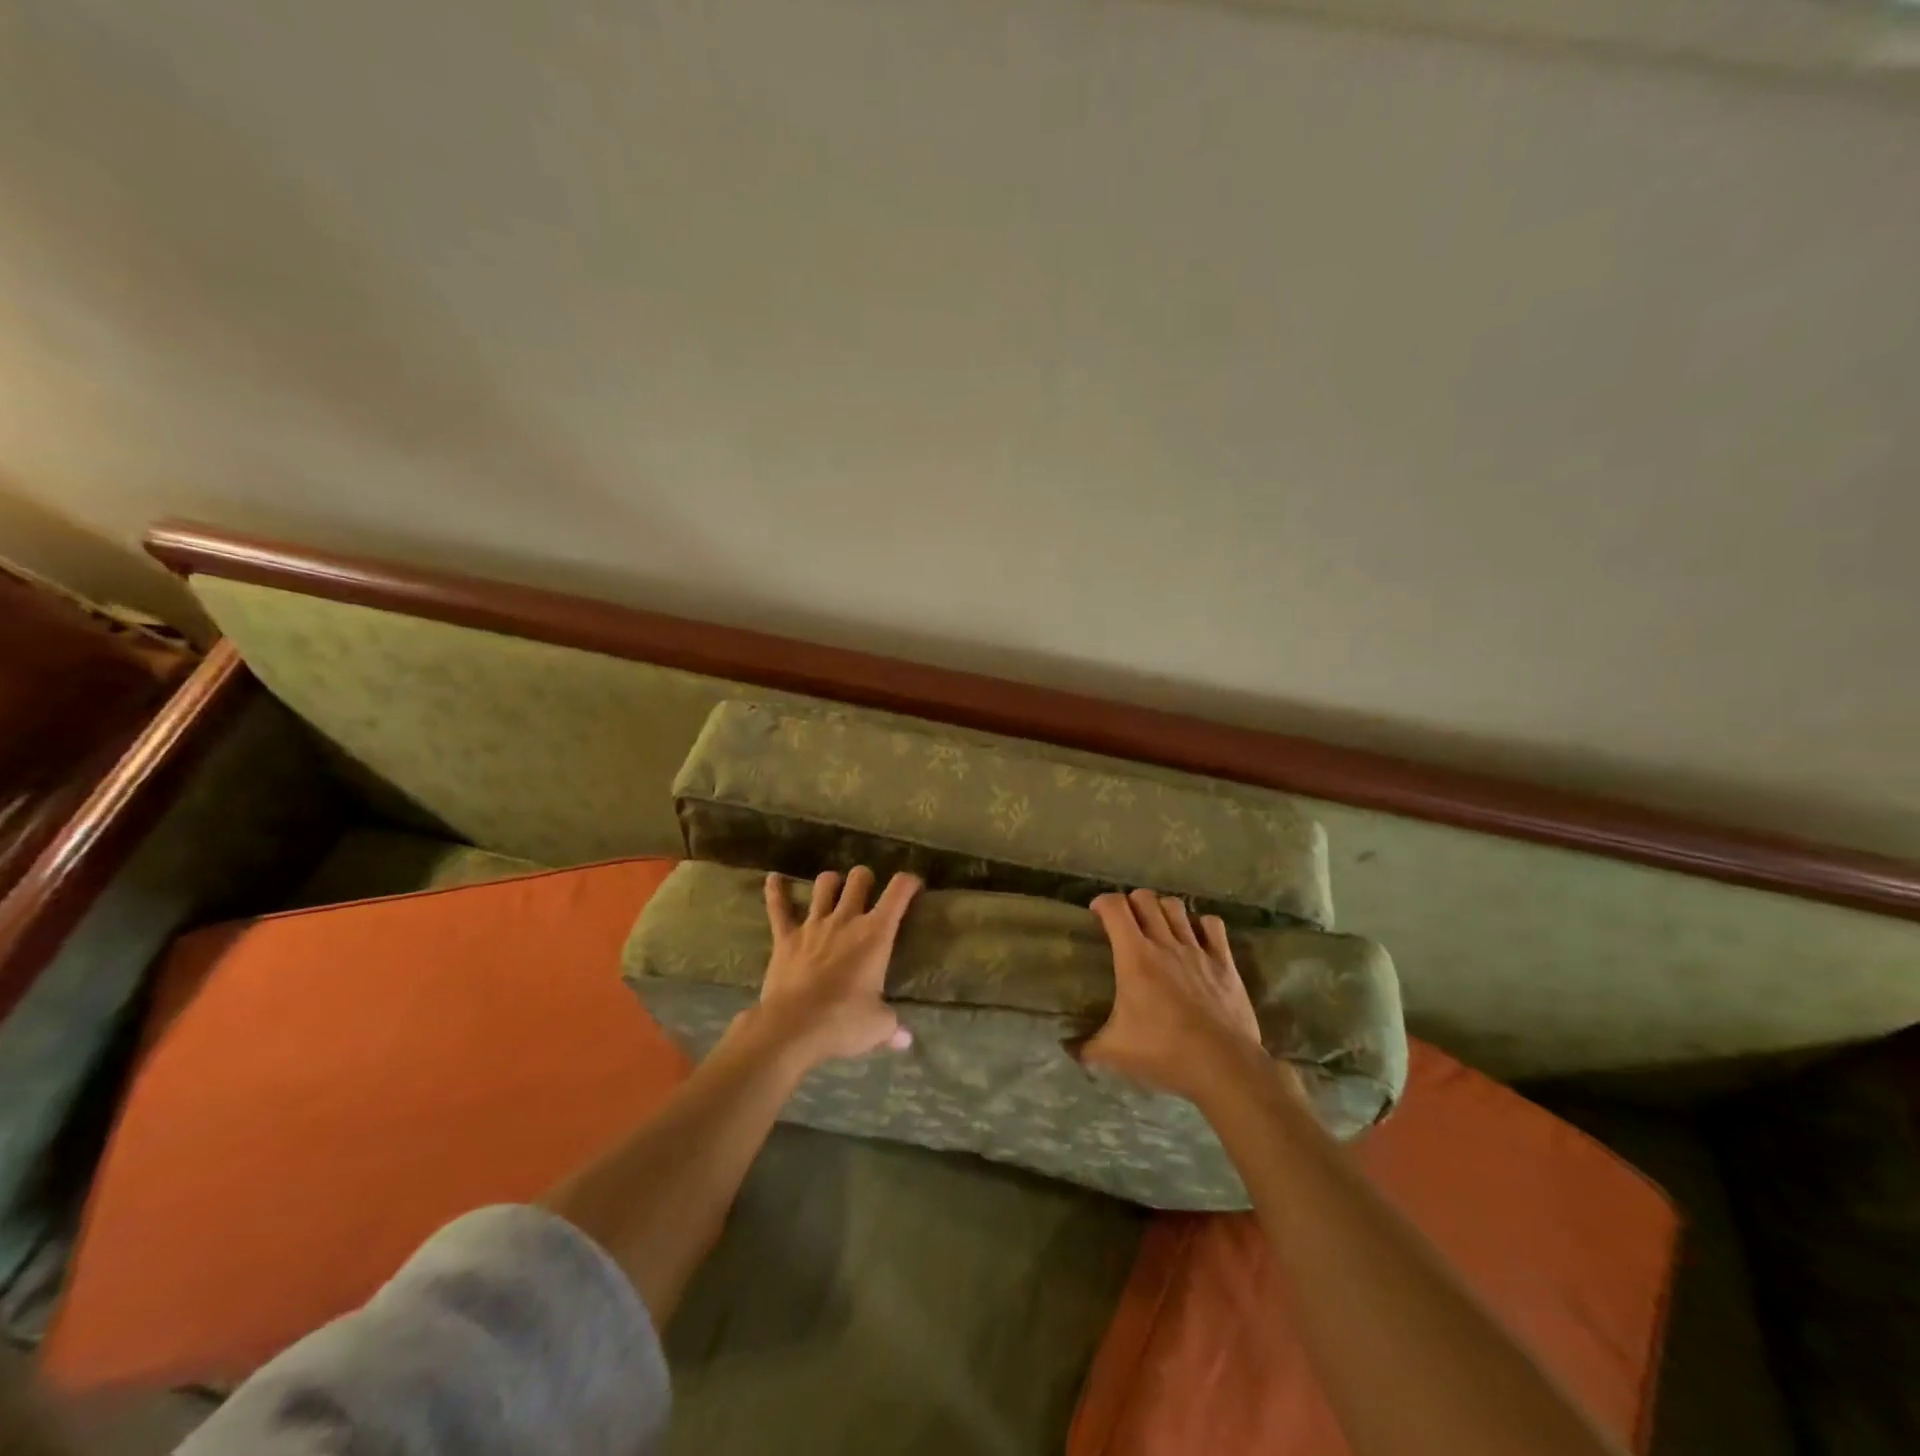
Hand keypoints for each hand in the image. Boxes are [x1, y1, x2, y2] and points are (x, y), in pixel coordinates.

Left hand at [750, 865, 921, 1067]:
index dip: (908, 882)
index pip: (898, 892)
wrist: (792, 1027)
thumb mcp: (877, 1026)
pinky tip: (774, 878)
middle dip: (866, 879)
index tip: (913, 885)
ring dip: (831, 883)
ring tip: (834, 888)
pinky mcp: (786, 937)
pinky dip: (776, 891)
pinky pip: (778, 907)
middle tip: (869, 891)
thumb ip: (892, 1027)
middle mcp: (846, 919)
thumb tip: (906, 1040)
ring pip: (824, 885)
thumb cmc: (843, 1022)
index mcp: (876, 934)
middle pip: (859, 878)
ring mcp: (814, 925)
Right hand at [1083, 889, 1266, 1102]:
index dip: (1103, 903)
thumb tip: (1067, 1050)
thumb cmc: (1164, 1053)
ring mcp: (1197, 950)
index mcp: (1135, 957)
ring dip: (1163, 909)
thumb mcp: (1114, 1053)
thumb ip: (1086, 1047)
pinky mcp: (1224, 962)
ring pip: (1177, 907)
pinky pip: (1212, 925)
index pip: (1115, 907)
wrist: (1223, 1066)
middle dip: (1132, 903)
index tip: (1096, 914)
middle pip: (1146, 899)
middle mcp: (1165, 944)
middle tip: (1126, 922)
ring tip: (1158, 925)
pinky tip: (1196, 938)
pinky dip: (1201, 925)